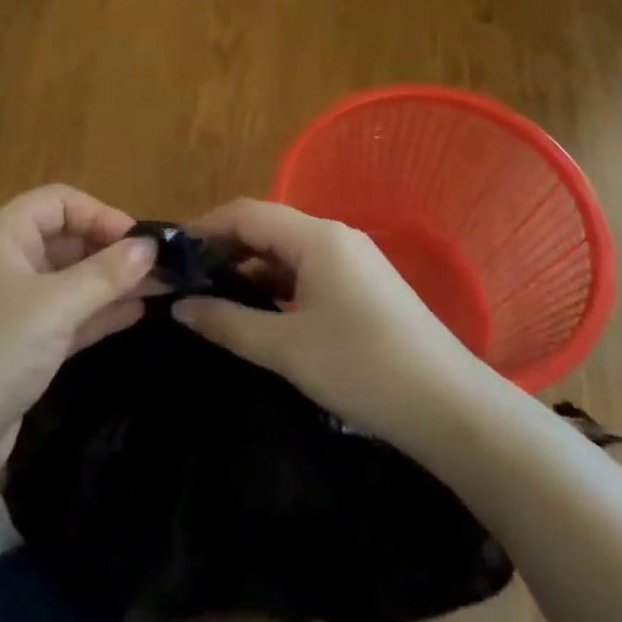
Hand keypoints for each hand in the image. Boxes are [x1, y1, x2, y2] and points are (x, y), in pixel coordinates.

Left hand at [0, 185, 157, 496]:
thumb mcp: (53, 307)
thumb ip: (105, 274)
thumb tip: (150, 247)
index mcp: (0, 237)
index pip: (58, 203)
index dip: (100, 214)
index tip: (141, 241)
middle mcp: (4, 264)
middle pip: (66, 240)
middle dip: (112, 250)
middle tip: (162, 267)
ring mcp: (12, 307)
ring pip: (70, 281)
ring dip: (112, 282)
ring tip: (163, 287)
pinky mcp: (21, 346)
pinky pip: (67, 316)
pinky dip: (98, 312)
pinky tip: (137, 313)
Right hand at [174, 198, 490, 444]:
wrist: (450, 408)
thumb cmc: (362, 368)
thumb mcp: (286, 348)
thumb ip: (228, 323)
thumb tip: (180, 306)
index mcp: (316, 237)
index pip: (246, 212)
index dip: (205, 228)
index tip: (171, 255)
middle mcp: (335, 237)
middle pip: (267, 227)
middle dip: (224, 249)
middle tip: (187, 281)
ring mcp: (354, 260)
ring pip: (288, 252)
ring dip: (251, 269)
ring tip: (215, 298)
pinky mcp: (365, 286)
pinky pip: (309, 272)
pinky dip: (278, 285)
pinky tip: (261, 314)